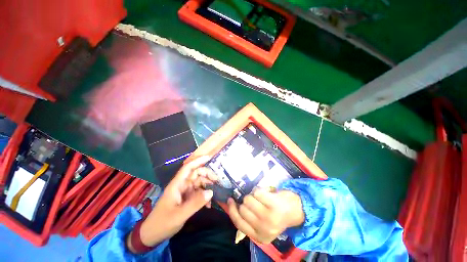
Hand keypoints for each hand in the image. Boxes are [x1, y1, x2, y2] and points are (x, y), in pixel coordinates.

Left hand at [127, 156, 216, 251]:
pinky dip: (204, 196)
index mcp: (177, 185)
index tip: (209, 157)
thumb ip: (195, 203)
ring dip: (207, 186)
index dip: (198, 161)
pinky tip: (208, 204)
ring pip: (199, 183)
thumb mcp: (179, 215)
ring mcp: (184, 192)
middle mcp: (182, 185)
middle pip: (196, 174)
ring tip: (215, 193)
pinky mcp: (187, 198)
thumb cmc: (162, 223)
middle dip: (207, 175)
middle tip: (217, 181)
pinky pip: (198, 193)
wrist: (152, 235)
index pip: (188, 168)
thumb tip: (211, 192)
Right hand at [227, 189, 303, 243]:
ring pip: (248, 199)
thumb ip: (249, 221)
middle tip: (255, 200)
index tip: (230, 200)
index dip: (232, 210)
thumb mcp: (263, 223)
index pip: (238, 223)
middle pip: (242, 208)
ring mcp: (269, 217)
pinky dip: (261, 189)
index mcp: (259, 236)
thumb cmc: (278, 214)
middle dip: (246, 201)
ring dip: (253, 194)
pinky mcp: (274, 205)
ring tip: (262, 197)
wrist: (297, 209)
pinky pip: (257, 192)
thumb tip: (233, 209)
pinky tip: (268, 192)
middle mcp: (263, 229)